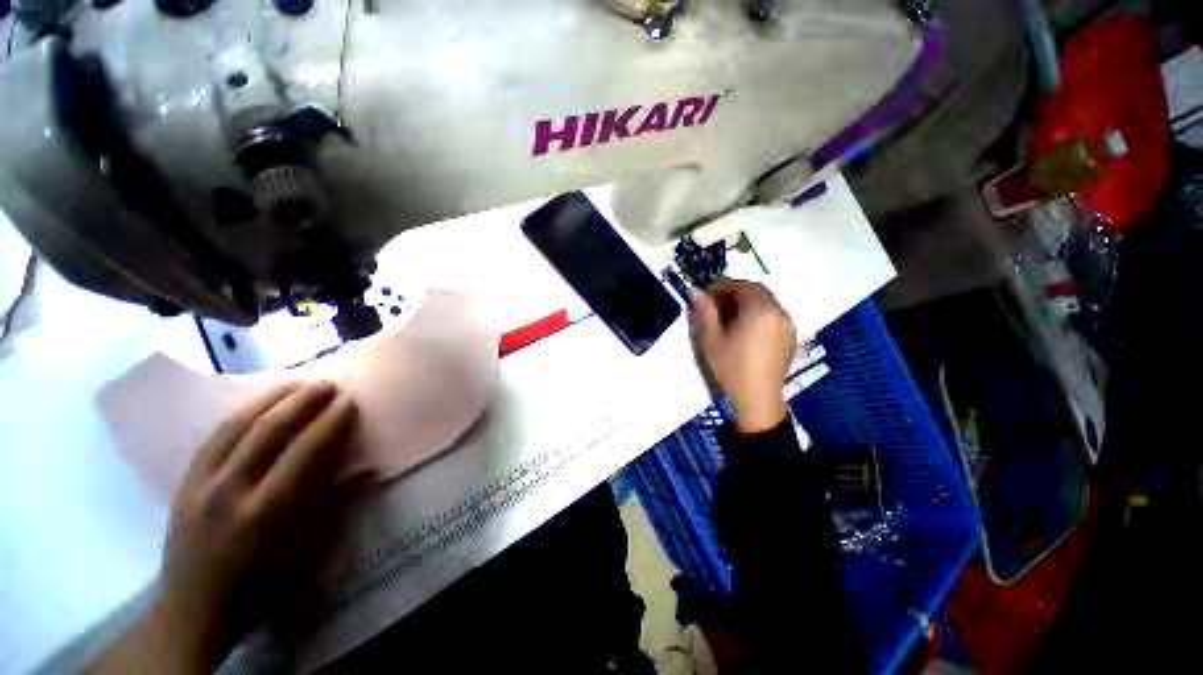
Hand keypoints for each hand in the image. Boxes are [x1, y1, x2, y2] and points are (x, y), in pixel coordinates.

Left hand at [152, 382, 369, 669]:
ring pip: (236, 427)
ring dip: (269, 400)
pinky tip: (255, 407)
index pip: (305, 451)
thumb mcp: (309, 552)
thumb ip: (338, 505)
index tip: (349, 402)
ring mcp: (202, 484)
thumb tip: (368, 468)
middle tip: (326, 384)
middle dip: (301, 401)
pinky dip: (239, 416)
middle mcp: (232, 489)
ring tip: (295, 383)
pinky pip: (213, 439)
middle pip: (269, 430)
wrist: (195, 609)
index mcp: (269, 510)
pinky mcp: (185, 485)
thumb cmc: (263, 585)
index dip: (330, 422)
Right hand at [692, 281, 796, 434]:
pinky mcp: (790, 336)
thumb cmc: (731, 368)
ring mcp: (787, 324)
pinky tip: (745, 329)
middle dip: (735, 293)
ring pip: (766, 302)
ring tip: (728, 318)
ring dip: (747, 302)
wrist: (757, 399)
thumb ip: (705, 311)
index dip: (722, 287)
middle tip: (716, 305)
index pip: (741, 286)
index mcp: (759, 310)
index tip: (706, 296)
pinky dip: (758, 313)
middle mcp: (778, 312)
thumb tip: (695, 291)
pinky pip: (773, 315)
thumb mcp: (711, 339)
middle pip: (757, 291)